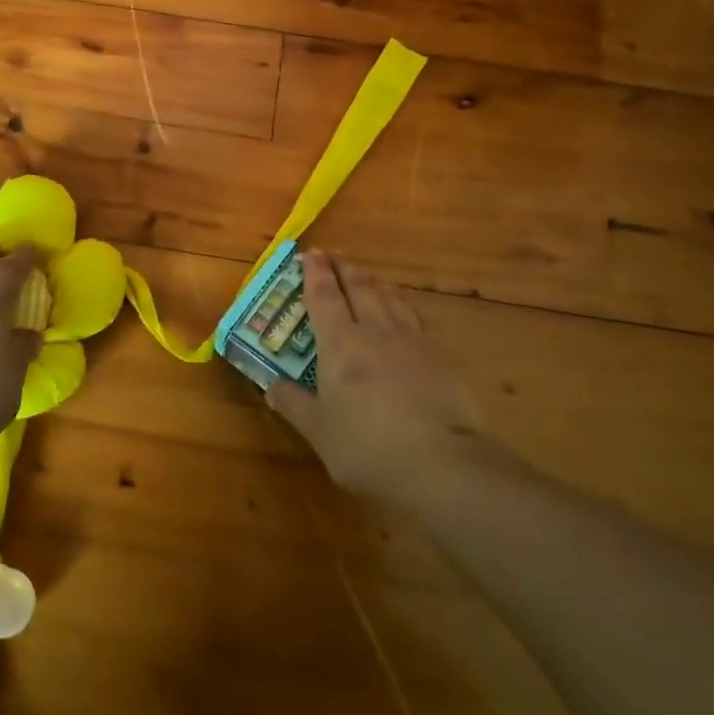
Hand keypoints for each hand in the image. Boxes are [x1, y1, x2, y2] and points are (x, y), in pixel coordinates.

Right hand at [266, 251, 487, 502]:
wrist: (442, 461)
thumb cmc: (368, 446)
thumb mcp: (320, 432)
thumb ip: (294, 405)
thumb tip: (271, 388)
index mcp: (340, 343)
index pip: (324, 296)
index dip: (315, 273)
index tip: (310, 253)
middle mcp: (375, 331)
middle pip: (359, 287)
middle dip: (343, 267)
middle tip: (333, 254)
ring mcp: (412, 340)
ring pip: (390, 297)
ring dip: (373, 280)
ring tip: (365, 274)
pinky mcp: (440, 356)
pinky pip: (414, 317)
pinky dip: (401, 305)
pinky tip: (403, 313)